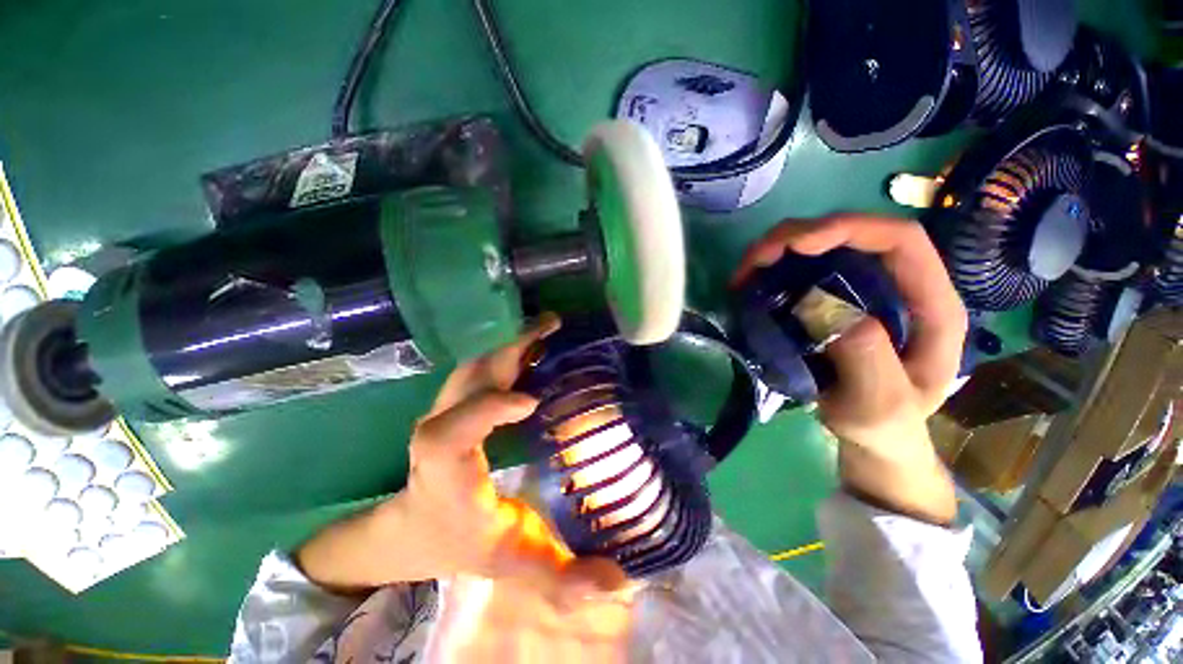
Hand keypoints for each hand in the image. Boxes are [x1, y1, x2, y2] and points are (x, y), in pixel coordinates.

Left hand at [296, 315, 625, 603]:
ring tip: (549, 330)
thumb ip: (561, 576)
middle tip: (553, 327)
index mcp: (446, 470)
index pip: (452, 432)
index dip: (487, 410)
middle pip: (469, 380)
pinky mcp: (455, 402)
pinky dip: (508, 352)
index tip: (531, 400)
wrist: (415, 526)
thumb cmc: (460, 540)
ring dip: (511, 344)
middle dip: (511, 350)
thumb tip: (618, 581)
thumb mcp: (512, 562)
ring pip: (475, 367)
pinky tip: (536, 348)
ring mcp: (444, 409)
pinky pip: (482, 369)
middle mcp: (438, 430)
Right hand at [734, 215, 966, 523]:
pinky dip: (773, 267)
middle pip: (854, 233)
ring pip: (823, 246)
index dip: (849, 229)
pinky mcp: (834, 299)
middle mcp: (898, 285)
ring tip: (746, 271)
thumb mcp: (882, 406)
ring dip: (780, 249)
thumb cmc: (884, 425)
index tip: (796, 245)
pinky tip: (752, 282)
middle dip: (799, 235)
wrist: (874, 436)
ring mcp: (863, 290)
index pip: (900, 241)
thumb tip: (830, 308)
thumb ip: (869, 360)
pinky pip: (803, 268)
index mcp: (929, 305)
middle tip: (755, 259)